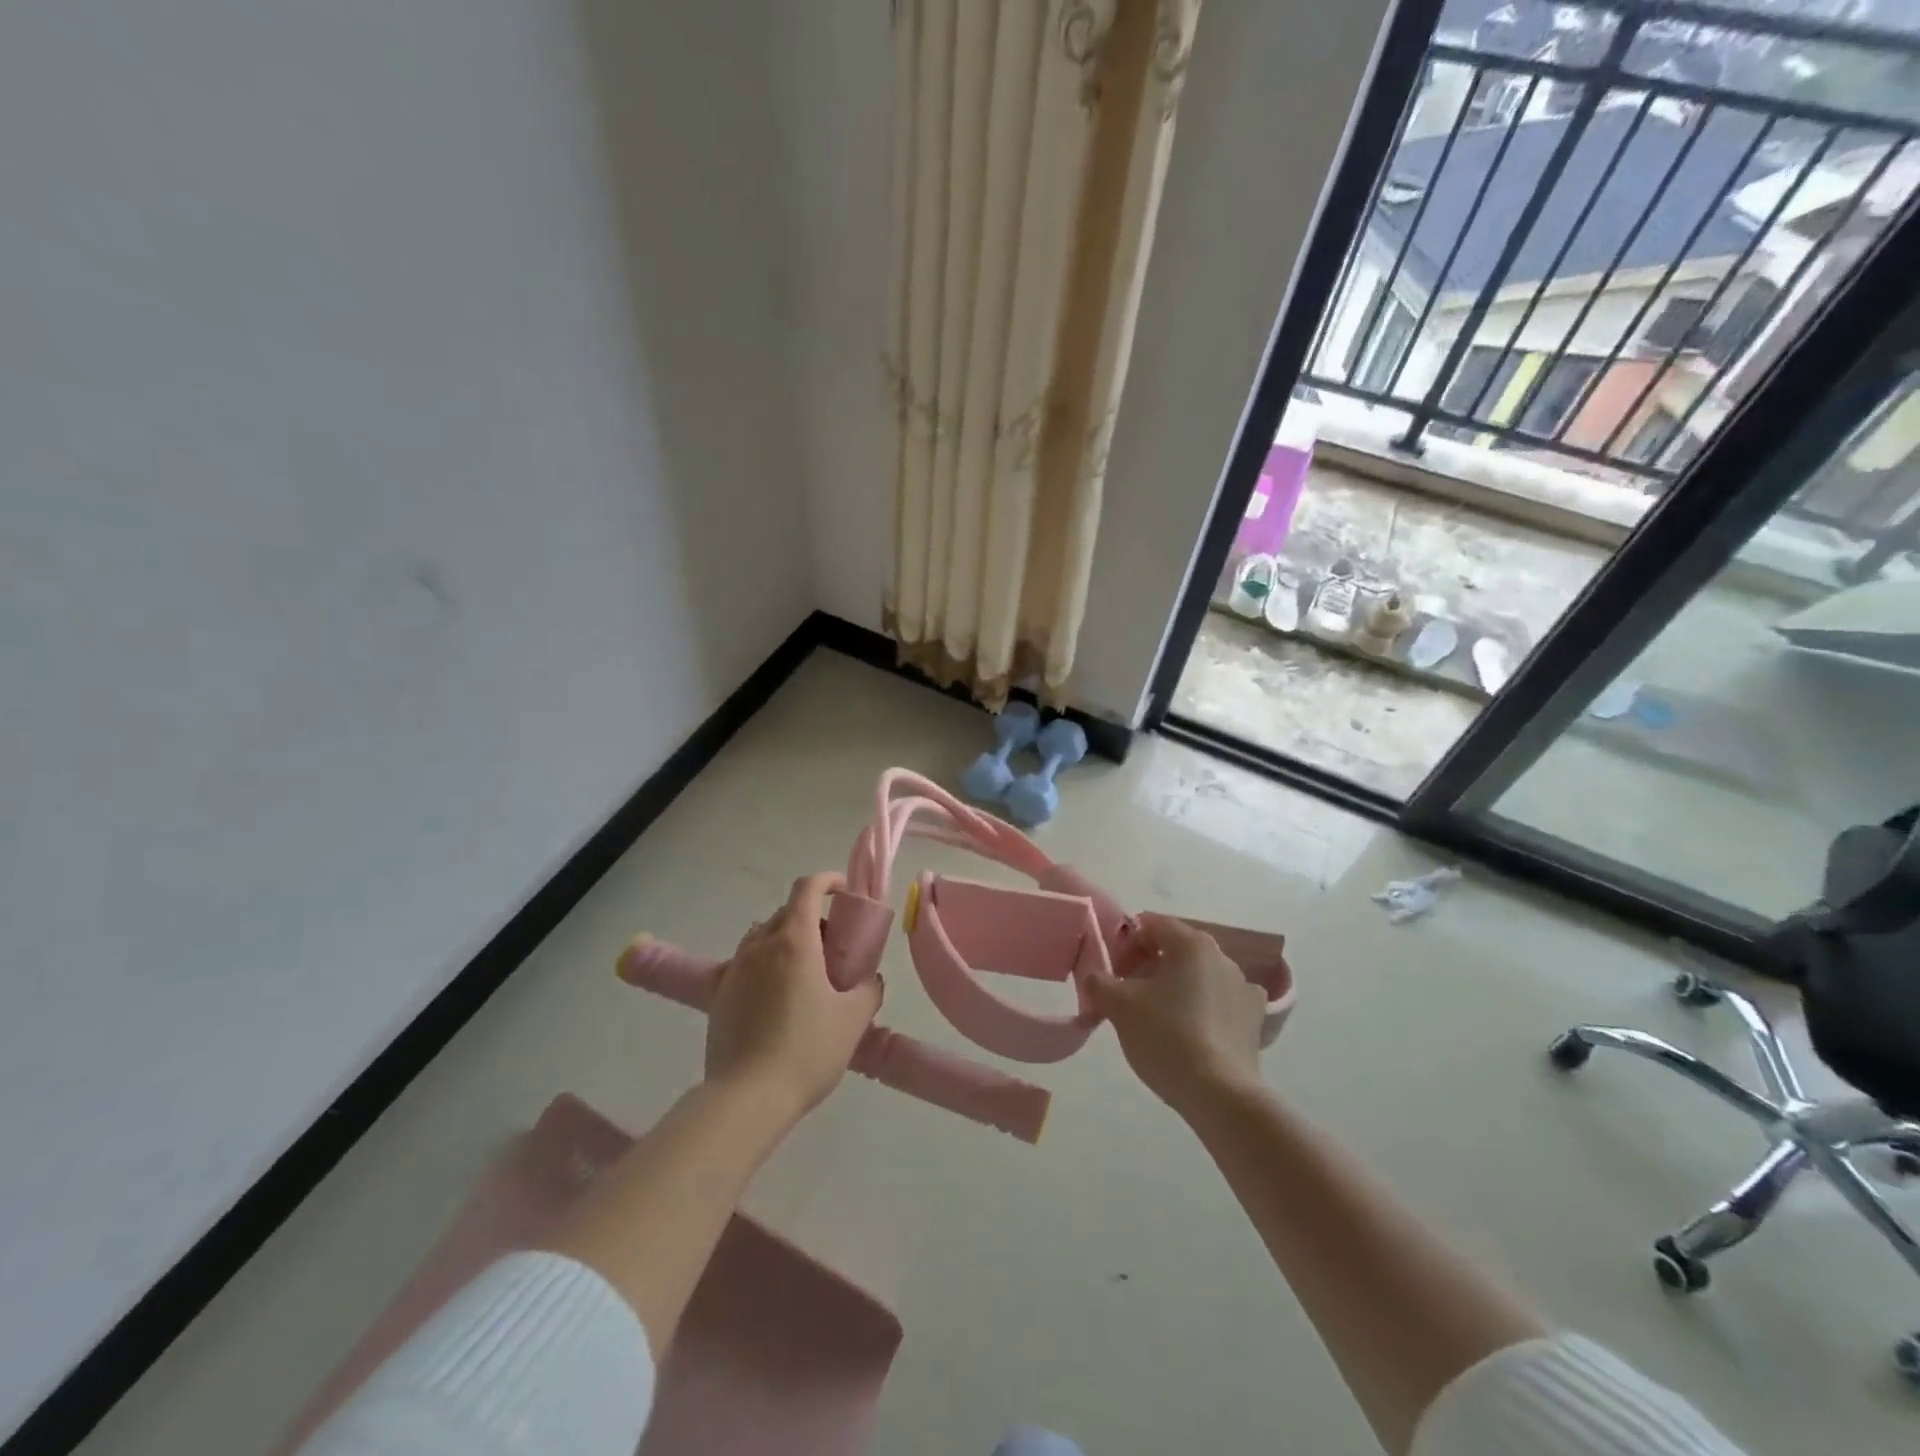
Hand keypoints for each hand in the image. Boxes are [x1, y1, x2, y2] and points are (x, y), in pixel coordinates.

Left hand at [704, 873, 882, 1123]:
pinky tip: (770, 993)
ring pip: (760, 935)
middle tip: (832, 947)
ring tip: (801, 971)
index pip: (807, 888)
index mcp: (795, 941)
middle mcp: (760, 946)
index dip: (827, 881)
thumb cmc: (807, 1051)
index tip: (843, 893)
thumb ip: (868, 990)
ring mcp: (734, 969)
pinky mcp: (716, 995)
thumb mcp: (853, 1020)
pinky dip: (759, 964)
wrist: (747, 1098)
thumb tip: (869, 980)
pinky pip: (740, 963)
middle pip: (785, 912)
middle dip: (810, 917)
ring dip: (783, 939)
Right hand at [1084, 913, 1266, 1119]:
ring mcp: (1244, 989)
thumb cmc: (1165, 1036)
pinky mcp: (1254, 1021)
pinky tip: (1191, 1033)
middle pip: (1176, 950)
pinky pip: (1220, 1003)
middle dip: (1147, 967)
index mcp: (1192, 944)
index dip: (1126, 945)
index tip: (1113, 974)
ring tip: (1156, 1019)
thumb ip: (1099, 982)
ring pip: (1198, 977)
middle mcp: (1223, 958)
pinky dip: (1202, 1009)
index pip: (1151, 926)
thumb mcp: (1118, 1006)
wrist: (1219, 1094)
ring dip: (1174, 988)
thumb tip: (1095, 978)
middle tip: (1127, 996)